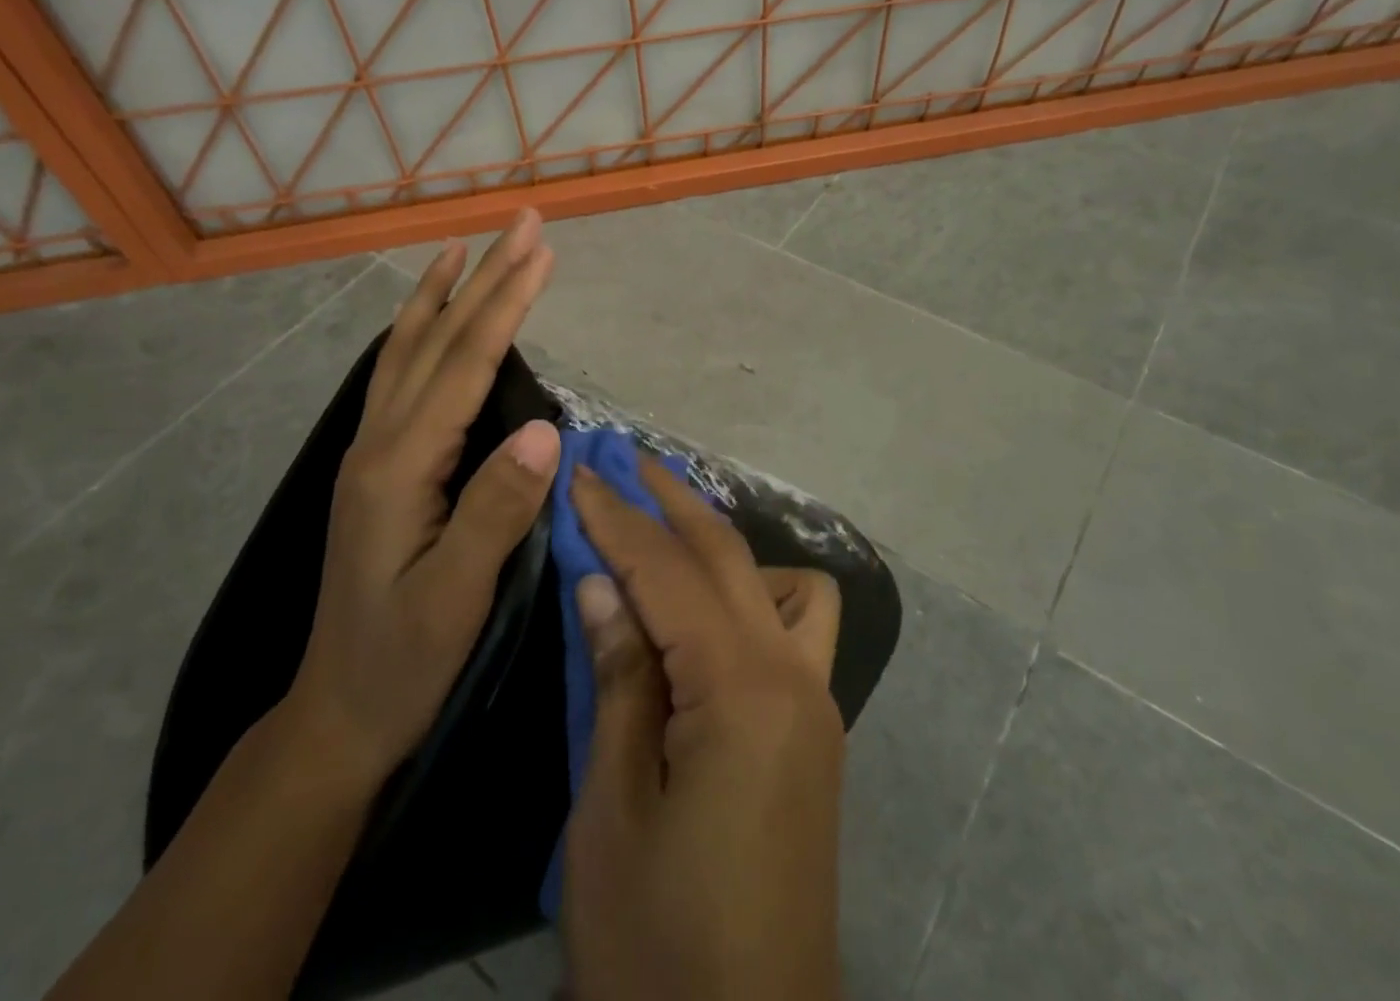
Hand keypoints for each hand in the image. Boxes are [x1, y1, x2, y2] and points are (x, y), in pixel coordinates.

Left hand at [287, 211, 559, 778]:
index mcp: (400, 467)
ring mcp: (373, 451)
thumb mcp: (456, 598)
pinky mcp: (379, 465)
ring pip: (409, 350)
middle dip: (484, 276)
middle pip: (438, 341)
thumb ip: (495, 510)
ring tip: (464, 246)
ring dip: (444, 293)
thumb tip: (544, 429)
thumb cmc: (404, 660)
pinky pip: (399, 377)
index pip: (465, 364)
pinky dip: (418, 332)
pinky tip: (428, 320)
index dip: (506, 303)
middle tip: (522, 223)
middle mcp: (380, 443)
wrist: (338, 712)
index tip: (541, 251)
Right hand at [563, 456, 845, 1000]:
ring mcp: (817, 703)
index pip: (668, 571)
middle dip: (674, 500)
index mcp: (742, 689)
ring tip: (665, 540)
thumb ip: (619, 680)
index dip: (618, 518)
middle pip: (730, 555)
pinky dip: (754, 597)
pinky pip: (796, 629)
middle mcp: (795, 676)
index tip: (581, 471)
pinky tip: (710, 620)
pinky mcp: (819, 733)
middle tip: (626, 458)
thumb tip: (602, 583)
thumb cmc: (659, 940)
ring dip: (723, 547)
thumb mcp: (612, 810)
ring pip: (782, 583)